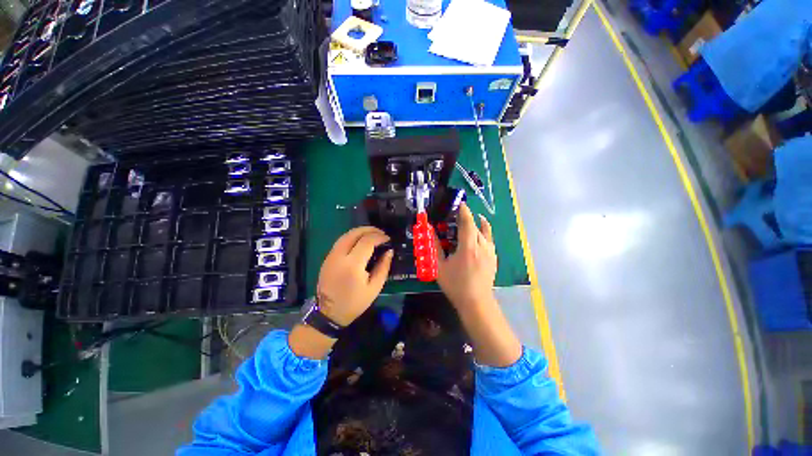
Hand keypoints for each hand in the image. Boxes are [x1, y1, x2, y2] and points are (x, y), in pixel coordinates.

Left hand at [316, 227, 393, 325]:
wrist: (329, 313)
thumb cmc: (354, 302)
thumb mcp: (374, 287)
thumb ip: (383, 267)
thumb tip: (389, 251)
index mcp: (352, 265)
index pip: (367, 241)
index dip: (379, 237)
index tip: (388, 239)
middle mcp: (339, 256)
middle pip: (354, 233)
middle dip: (369, 229)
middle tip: (381, 233)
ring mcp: (331, 256)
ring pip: (346, 235)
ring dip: (360, 231)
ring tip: (373, 234)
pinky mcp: (327, 258)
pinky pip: (341, 241)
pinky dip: (353, 237)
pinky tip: (361, 241)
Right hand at [437, 203, 496, 312]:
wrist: (476, 302)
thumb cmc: (455, 284)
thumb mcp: (440, 266)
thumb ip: (435, 246)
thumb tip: (429, 230)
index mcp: (468, 247)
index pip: (467, 222)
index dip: (464, 211)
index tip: (460, 203)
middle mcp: (482, 246)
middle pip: (477, 225)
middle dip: (469, 217)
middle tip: (460, 213)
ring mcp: (490, 252)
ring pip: (486, 231)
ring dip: (479, 223)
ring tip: (473, 219)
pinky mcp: (494, 258)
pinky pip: (490, 240)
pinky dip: (485, 232)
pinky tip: (480, 235)